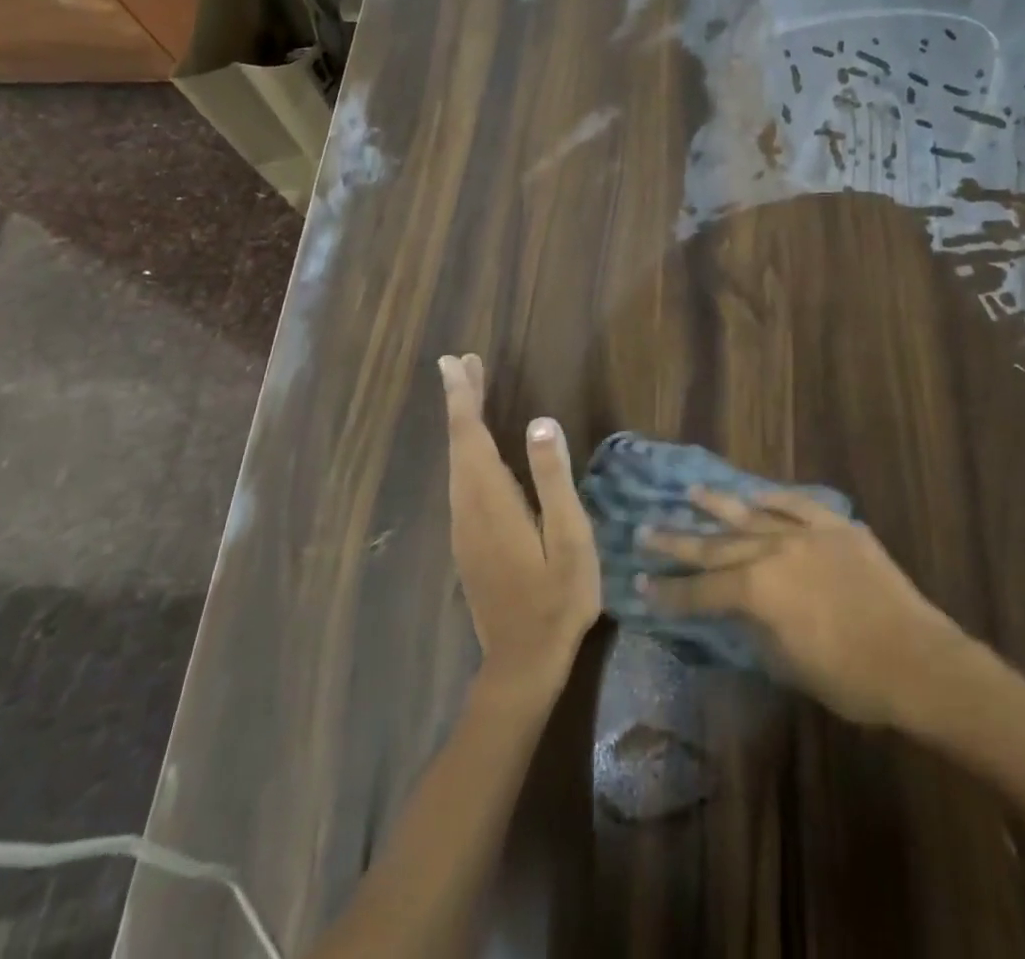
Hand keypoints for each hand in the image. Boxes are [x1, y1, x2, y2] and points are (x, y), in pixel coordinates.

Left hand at [440, 355, 600, 696]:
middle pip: (459, 444)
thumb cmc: (558, 597)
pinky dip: (466, 450)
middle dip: (460, 401)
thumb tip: (541, 422)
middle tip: (461, 363)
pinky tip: (476, 448)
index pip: (471, 436)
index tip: (454, 362)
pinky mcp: (468, 541)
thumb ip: (554, 479)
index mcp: (492, 500)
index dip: (463, 397)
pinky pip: (461, 480)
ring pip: (457, 462)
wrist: (523, 661)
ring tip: (469, 392)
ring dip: (461, 424)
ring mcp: (464, 526)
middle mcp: (468, 507)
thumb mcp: (570, 536)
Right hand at [638, 486, 964, 726]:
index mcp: (758, 591)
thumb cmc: (850, 679)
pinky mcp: (836, 526)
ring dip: (718, 505)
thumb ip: (756, 627)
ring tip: (690, 493)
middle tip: (645, 529)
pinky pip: (797, 504)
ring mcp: (806, 533)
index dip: (669, 590)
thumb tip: (737, 609)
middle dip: (677, 541)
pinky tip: (755, 491)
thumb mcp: (788, 664)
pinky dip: (773, 498)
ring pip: (751, 513)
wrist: (918, 661)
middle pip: (716, 545)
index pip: (701, 590)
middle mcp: (773, 551)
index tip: (640, 582)